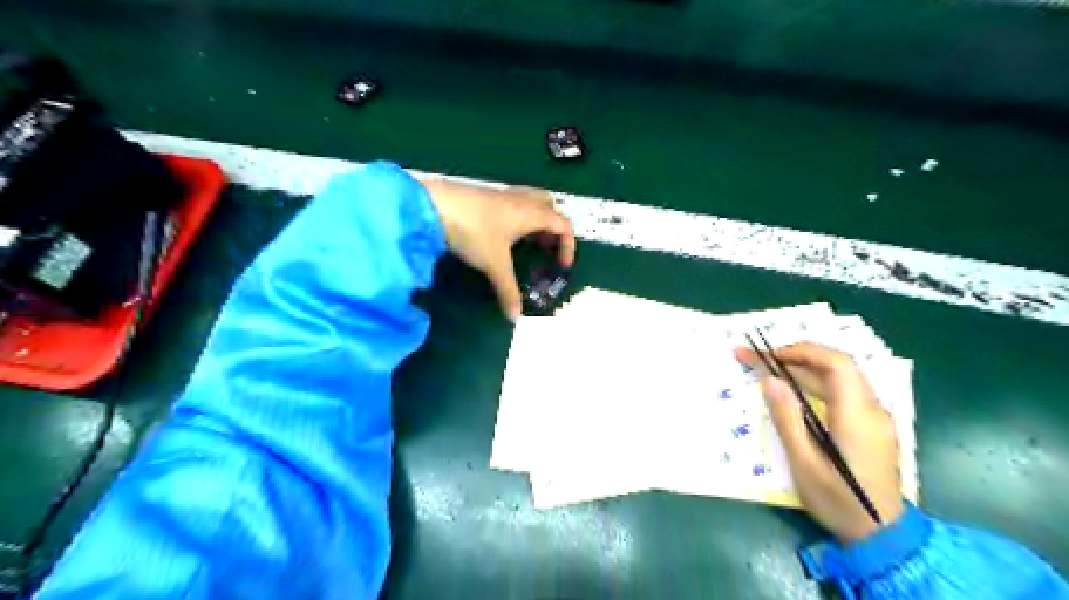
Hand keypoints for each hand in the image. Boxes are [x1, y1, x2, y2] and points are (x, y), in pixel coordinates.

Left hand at [420, 175, 576, 318]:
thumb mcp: (494, 264)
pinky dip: (516, 218)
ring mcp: (502, 195)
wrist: (435, 205)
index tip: (561, 266)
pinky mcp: (485, 196)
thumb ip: (508, 290)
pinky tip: (502, 236)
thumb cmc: (474, 231)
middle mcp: (521, 200)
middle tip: (545, 248)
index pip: (563, 224)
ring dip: (535, 221)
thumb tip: (515, 317)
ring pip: (530, 202)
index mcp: (532, 213)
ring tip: (526, 243)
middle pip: (549, 206)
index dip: (568, 245)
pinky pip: (512, 205)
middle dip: (553, 228)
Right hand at [742, 343, 904, 543]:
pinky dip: (815, 384)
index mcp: (858, 416)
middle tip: (759, 359)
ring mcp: (875, 418)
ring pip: (840, 378)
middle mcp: (872, 409)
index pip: (836, 364)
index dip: (802, 351)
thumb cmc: (839, 502)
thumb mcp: (804, 464)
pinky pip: (843, 392)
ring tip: (769, 371)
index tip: (769, 355)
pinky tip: (794, 392)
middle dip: (796, 356)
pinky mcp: (871, 427)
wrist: (882, 537)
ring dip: (804, 369)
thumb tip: (770, 380)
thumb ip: (787, 419)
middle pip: (837, 367)